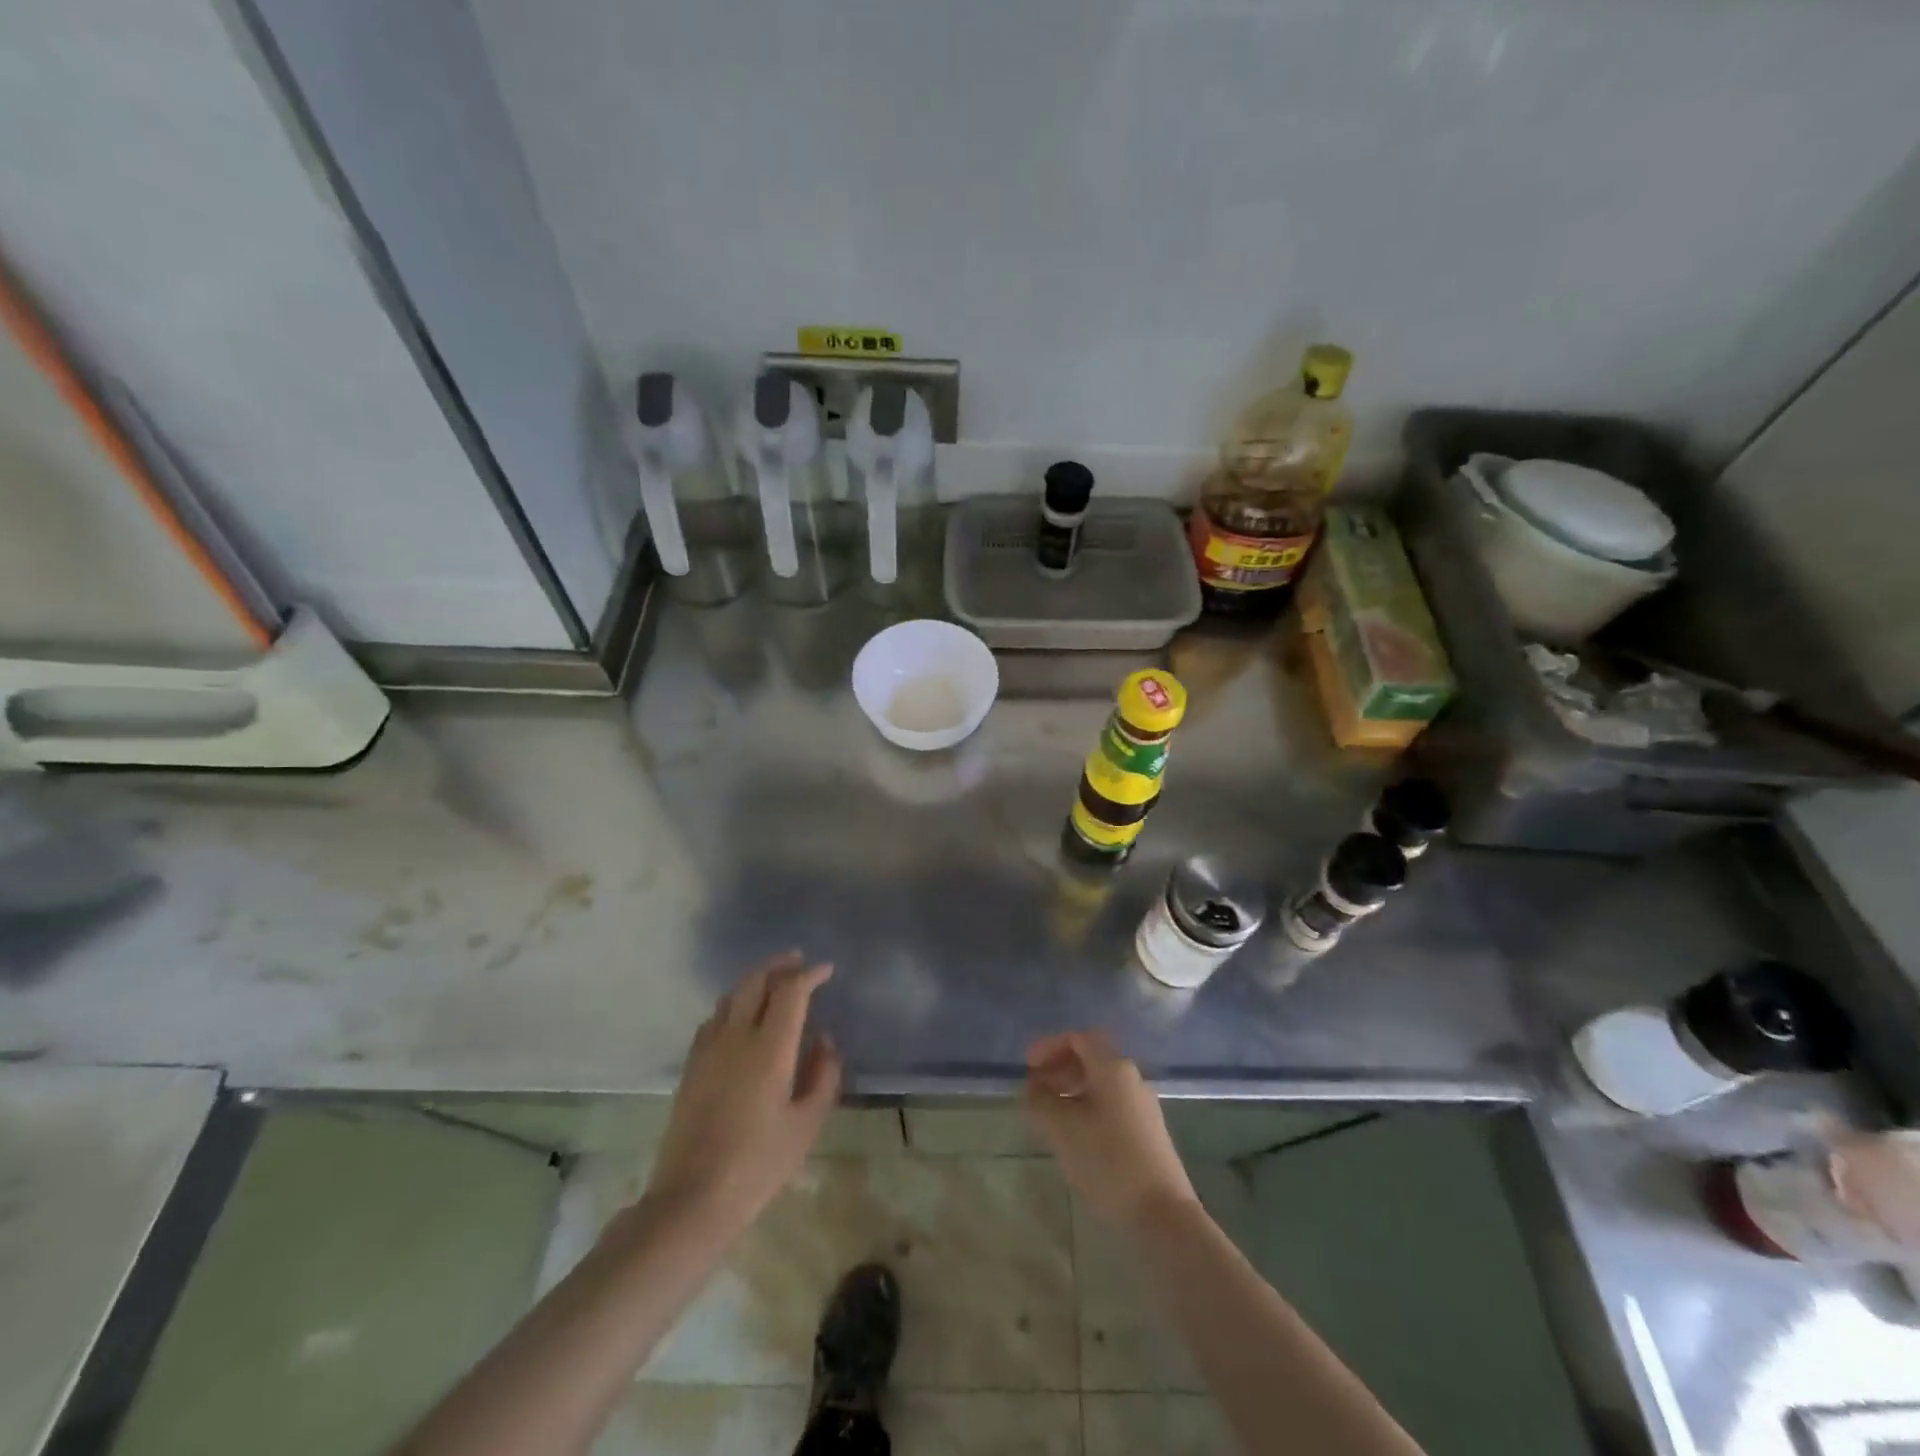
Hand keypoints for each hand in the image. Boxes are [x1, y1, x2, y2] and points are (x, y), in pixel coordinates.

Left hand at [643, 953, 842, 1237]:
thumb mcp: (807, 1124)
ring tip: (773, 985)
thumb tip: (824, 1040)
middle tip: (798, 962)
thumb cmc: (759, 1164)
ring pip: (731, 996)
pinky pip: (713, 1018)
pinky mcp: (691, 1066)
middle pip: (755, 981)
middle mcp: (736, 1037)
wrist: (692, 1199)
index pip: (791, 992)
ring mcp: (708, 1049)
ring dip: (755, 981)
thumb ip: (823, 1075)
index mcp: (770, 1048)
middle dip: (779, 966)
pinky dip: (733, 1005)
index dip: (810, 975)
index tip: (826, 970)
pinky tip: (740, 1019)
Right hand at [1022, 1031, 1197, 1234]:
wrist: (1162, 1215)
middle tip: (1036, 1089)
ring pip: (1101, 1084)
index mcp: (1113, 1068)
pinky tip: (1075, 1136)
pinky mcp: (1148, 1133)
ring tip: (1050, 1114)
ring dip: (1072, 1090)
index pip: (1079, 1038)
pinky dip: (1087, 1108)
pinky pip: (1111, 1105)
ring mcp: (1143, 1107)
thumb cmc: (1107, 1162)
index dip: (1049, 1047)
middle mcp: (1132, 1079)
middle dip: (1060, 1068)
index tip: (1028, 1067)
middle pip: (1092, 1058)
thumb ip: (1041, 1101)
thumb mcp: (1062, 1129)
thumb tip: (1033, 1087)